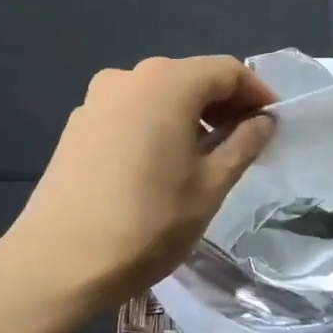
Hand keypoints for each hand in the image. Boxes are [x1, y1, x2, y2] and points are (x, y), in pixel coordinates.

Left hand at [6, 57, 276, 309]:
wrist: (58, 263)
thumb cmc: (147, 223)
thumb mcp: (210, 186)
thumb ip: (243, 145)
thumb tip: (264, 122)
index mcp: (167, 83)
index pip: (226, 70)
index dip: (257, 93)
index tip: (275, 123)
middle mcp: (128, 77)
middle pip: (190, 77)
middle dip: (224, 104)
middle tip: (247, 141)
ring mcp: (96, 100)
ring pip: (158, 94)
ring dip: (191, 115)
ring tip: (208, 155)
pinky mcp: (77, 126)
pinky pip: (131, 112)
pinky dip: (158, 125)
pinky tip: (163, 163)